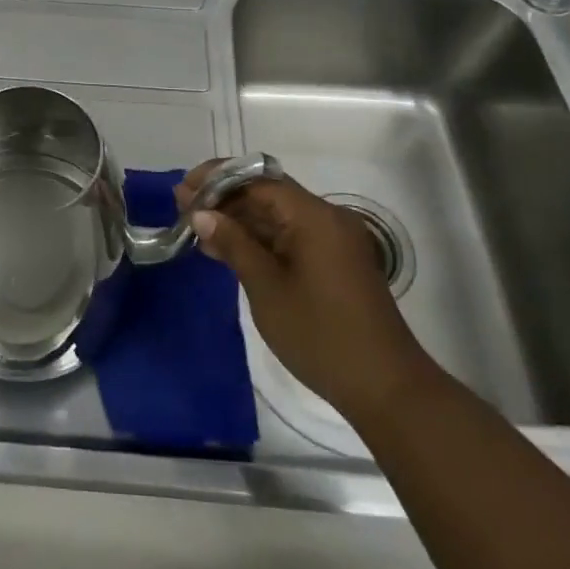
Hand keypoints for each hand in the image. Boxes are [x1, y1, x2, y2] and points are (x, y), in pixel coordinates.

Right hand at [180, 163, 433, 421]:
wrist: (386, 389)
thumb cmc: (320, 335)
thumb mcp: (267, 288)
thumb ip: (233, 244)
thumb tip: (201, 213)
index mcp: (314, 217)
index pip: (258, 181)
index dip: (218, 180)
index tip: (184, 189)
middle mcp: (328, 219)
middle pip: (268, 195)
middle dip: (225, 199)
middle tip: (183, 209)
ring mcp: (334, 242)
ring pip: (278, 217)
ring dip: (240, 221)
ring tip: (197, 230)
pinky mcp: (335, 264)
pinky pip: (291, 238)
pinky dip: (260, 241)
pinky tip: (228, 251)